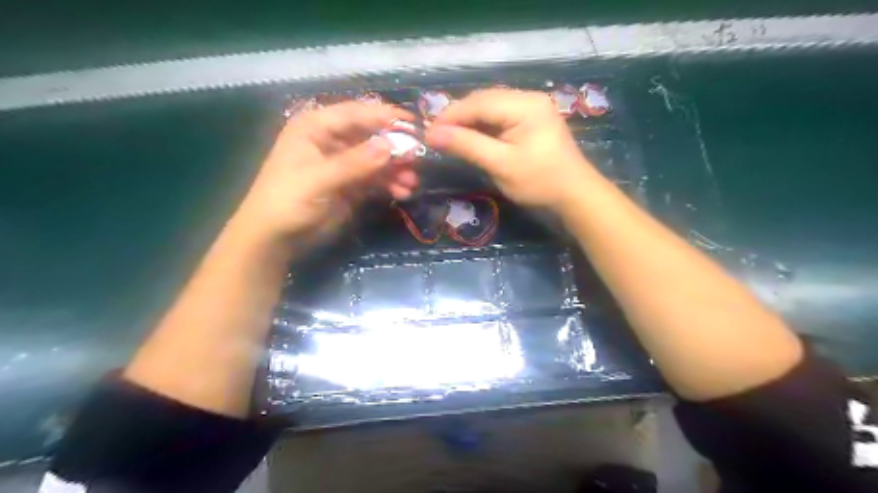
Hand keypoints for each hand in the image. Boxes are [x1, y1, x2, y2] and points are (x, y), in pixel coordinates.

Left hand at [235, 102, 414, 243]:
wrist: (275, 239)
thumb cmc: (287, 201)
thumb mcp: (319, 180)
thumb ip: (354, 163)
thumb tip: (391, 145)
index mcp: (316, 127)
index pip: (356, 113)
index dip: (385, 117)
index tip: (415, 125)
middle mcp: (332, 140)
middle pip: (371, 135)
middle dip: (395, 147)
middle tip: (418, 159)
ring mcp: (343, 163)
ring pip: (377, 158)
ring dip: (396, 169)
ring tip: (412, 182)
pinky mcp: (351, 184)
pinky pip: (376, 178)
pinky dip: (390, 184)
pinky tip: (403, 192)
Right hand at [427, 89, 604, 212]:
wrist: (575, 194)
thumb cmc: (539, 181)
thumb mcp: (501, 165)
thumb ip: (467, 146)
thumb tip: (432, 135)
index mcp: (524, 104)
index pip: (478, 103)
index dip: (450, 116)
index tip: (427, 133)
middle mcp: (528, 98)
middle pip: (483, 101)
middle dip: (457, 117)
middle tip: (435, 136)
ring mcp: (531, 107)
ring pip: (490, 107)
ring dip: (468, 121)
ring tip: (448, 137)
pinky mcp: (531, 119)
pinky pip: (499, 116)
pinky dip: (482, 126)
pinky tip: (470, 137)